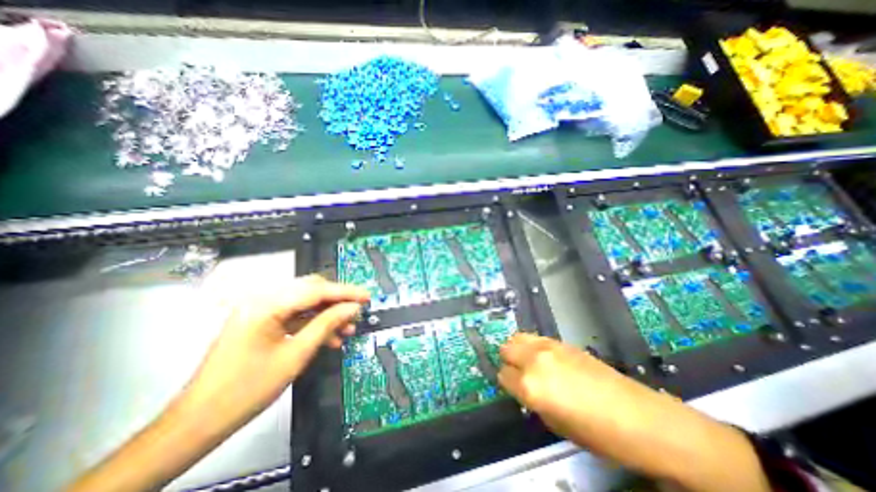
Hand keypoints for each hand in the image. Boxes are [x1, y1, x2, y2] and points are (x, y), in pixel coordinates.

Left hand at [178, 275, 367, 423]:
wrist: (199, 421)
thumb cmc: (248, 388)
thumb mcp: (296, 355)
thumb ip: (327, 324)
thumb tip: (353, 308)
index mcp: (266, 305)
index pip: (316, 290)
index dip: (345, 292)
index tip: (367, 296)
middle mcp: (263, 300)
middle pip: (310, 290)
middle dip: (336, 300)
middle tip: (356, 312)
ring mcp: (261, 311)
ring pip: (305, 302)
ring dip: (327, 313)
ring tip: (347, 328)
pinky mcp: (262, 322)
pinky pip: (295, 315)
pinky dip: (314, 323)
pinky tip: (329, 337)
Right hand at [499, 332, 641, 442]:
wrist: (636, 416)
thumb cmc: (596, 433)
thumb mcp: (554, 424)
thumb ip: (531, 400)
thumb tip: (523, 387)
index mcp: (530, 386)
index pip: (503, 375)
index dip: (507, 383)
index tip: (514, 388)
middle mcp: (534, 361)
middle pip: (506, 349)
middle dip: (509, 361)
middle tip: (519, 373)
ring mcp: (547, 347)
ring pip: (517, 337)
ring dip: (518, 349)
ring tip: (528, 362)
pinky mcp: (561, 341)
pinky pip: (535, 337)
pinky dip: (532, 345)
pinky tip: (545, 358)